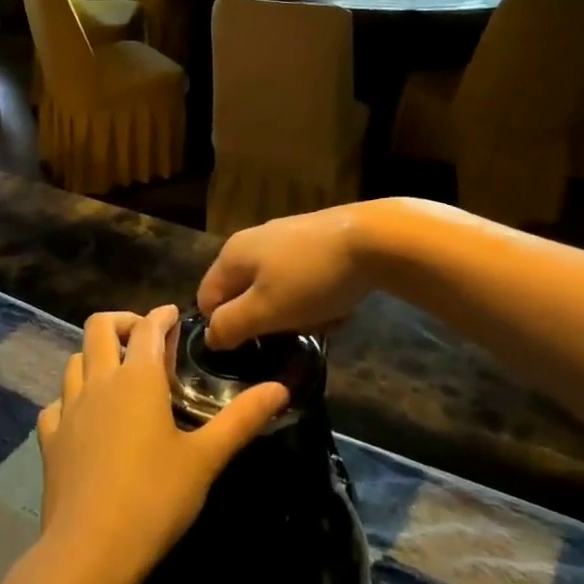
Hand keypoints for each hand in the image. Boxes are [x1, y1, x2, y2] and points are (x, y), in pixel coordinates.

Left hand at [37, 306, 287, 583]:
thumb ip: (242, 419)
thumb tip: (281, 388)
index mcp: (138, 378)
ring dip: (96, 355)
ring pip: (75, 359)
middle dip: (123, 321)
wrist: (89, 550)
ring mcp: (68, 408)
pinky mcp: (49, 438)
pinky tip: (86, 417)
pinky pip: (58, 402)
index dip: (161, 315)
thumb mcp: (206, 458)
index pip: (148, 327)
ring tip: (118, 373)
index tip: (174, 315)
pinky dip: (73, 398)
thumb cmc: (154, 498)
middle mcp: (99, 381)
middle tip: (145, 337)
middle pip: (99, 327)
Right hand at [197, 205, 375, 349]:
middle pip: (246, 297)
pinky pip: (305, 281)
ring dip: (299, 313)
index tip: (254, 343)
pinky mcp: (315, 242)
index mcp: (232, 255)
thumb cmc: (312, 278)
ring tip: (326, 317)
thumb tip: (209, 337)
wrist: (375, 240)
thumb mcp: (266, 310)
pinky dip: (318, 297)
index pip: (207, 300)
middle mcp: (253, 241)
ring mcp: (285, 240)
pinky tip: (341, 302)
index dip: (225, 327)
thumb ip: (230, 325)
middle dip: (270, 321)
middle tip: (296, 329)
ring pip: (279, 292)